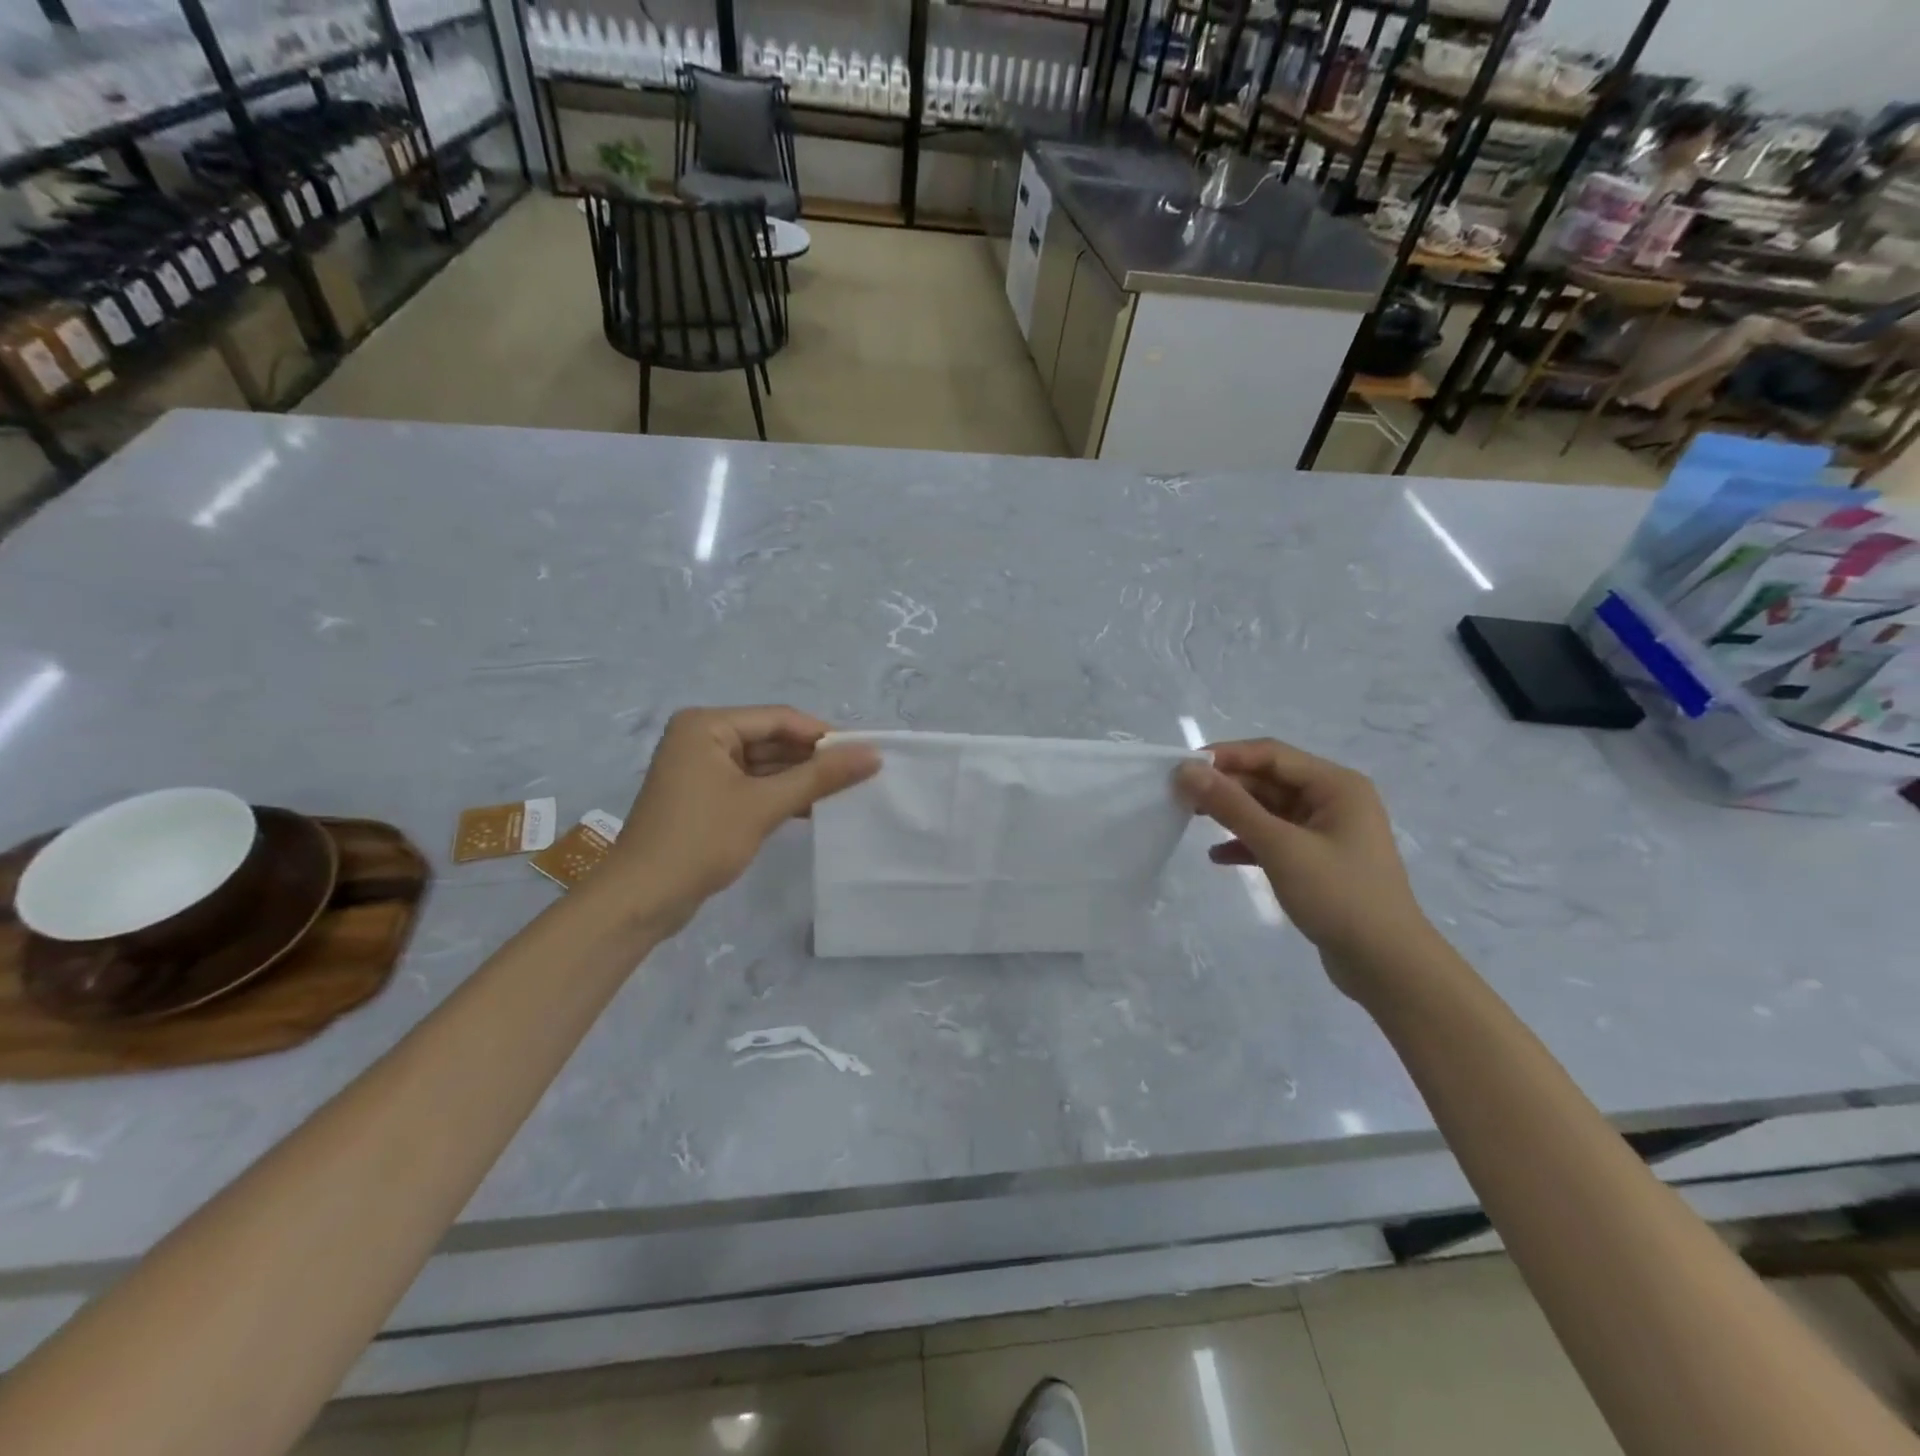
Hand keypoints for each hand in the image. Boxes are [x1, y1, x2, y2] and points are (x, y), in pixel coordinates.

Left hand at [608, 707, 878, 927]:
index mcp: (707, 725)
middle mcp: (702, 738)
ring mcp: (701, 768)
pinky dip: (779, 795)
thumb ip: (820, 777)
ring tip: (845, 792)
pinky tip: (813, 808)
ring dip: (799, 779)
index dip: (823, 735)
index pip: (778, 718)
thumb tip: (873, 754)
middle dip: (812, 758)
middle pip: (771, 739)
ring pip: (764, 765)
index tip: (864, 753)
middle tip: (859, 774)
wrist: (641, 900)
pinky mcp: (705, 797)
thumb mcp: (764, 805)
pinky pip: (751, 785)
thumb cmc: (700, 841)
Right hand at [1175, 740, 1431, 988]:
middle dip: (1226, 786)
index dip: (1226, 757)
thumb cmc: (1338, 895)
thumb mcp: (1280, 847)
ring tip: (1191, 820)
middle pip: (1269, 780)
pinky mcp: (1318, 860)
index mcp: (1336, 785)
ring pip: (1269, 810)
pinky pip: (1275, 839)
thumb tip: (1187, 770)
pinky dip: (1247, 843)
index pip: (1271, 754)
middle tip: (1180, 796)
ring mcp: (1327, 832)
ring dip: (1233, 814)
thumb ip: (1232, 806)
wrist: (1387, 965)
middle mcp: (1334, 800)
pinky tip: (1218, 857)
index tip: (1182, 768)